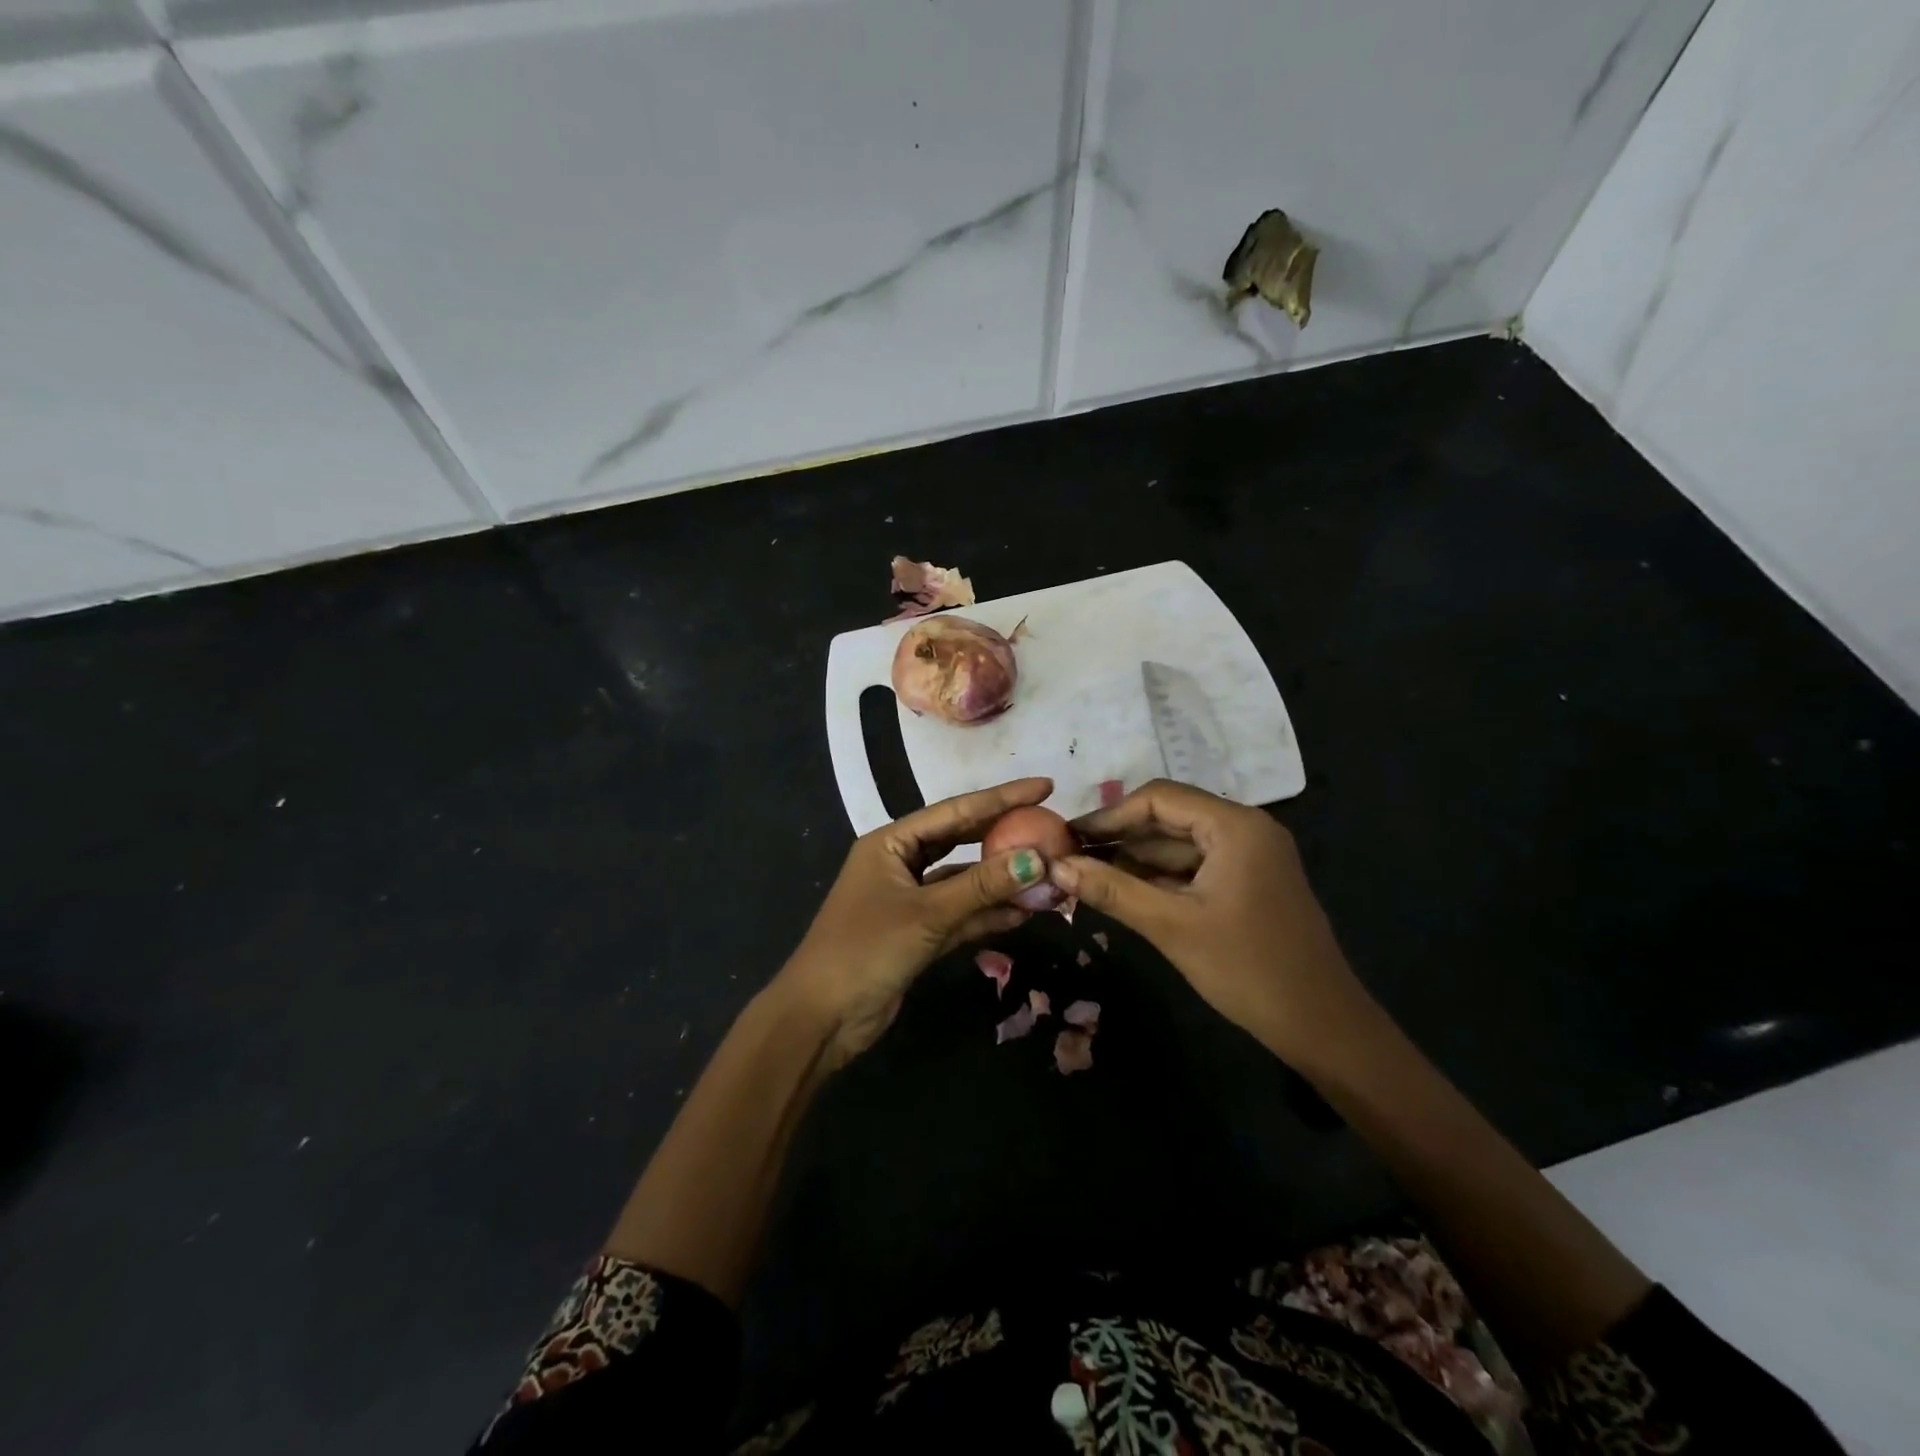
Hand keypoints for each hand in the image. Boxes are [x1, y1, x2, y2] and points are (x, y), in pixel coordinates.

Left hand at [775, 778, 1055, 1067]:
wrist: (821, 1019)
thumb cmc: (865, 949)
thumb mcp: (927, 914)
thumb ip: (982, 886)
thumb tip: (1038, 859)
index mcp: (891, 842)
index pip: (955, 811)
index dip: (1001, 798)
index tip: (1045, 787)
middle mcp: (900, 863)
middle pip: (961, 841)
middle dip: (1004, 837)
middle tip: (1051, 827)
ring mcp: (910, 899)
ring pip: (964, 882)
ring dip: (1002, 882)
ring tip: (1049, 875)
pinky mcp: (918, 933)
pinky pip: (961, 914)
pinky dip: (989, 914)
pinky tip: (1025, 913)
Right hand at [1051, 779, 1376, 1066]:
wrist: (1323, 1027)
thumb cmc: (1248, 969)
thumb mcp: (1172, 926)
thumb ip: (1112, 890)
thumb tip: (1057, 866)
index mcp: (1235, 825)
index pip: (1159, 798)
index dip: (1110, 815)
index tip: (1068, 836)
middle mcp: (1245, 829)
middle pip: (1169, 818)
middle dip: (1120, 837)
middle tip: (1070, 856)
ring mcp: (1249, 857)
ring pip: (1180, 845)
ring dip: (1136, 858)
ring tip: (1086, 873)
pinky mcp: (1248, 883)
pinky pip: (1194, 868)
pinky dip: (1159, 877)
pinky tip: (1123, 890)